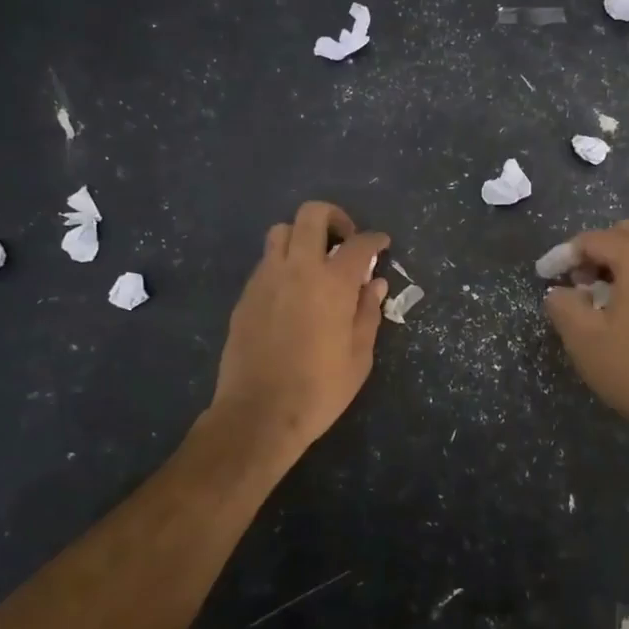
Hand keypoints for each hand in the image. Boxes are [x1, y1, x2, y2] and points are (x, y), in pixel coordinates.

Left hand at [210, 200, 390, 459]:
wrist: (259, 413)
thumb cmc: (320, 389)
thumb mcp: (359, 356)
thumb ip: (368, 312)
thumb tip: (375, 284)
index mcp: (333, 283)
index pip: (358, 243)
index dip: (375, 239)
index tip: (381, 243)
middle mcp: (298, 269)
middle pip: (312, 215)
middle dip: (334, 217)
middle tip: (345, 241)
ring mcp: (266, 278)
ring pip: (281, 232)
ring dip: (302, 237)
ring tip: (315, 263)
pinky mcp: (246, 295)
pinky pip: (266, 261)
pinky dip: (284, 263)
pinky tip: (293, 291)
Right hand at [543, 221, 628, 453]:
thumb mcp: (583, 337)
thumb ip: (562, 304)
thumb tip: (560, 292)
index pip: (593, 239)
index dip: (563, 254)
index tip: (542, 276)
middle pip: (621, 236)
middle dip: (591, 253)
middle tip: (571, 281)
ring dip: (610, 267)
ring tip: (588, 299)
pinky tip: (614, 313)